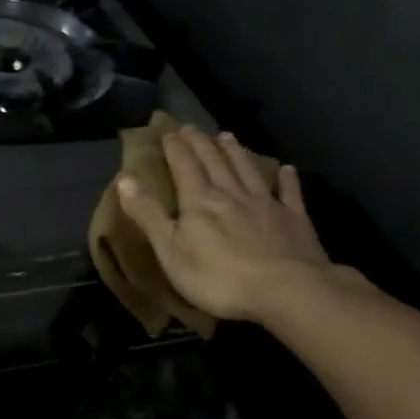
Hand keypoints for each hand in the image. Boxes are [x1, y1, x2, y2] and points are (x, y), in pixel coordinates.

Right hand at [118, 126, 341, 324]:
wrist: (287, 291)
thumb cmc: (220, 278)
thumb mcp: (171, 251)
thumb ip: (149, 215)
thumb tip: (124, 179)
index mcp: (200, 201)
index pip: (184, 166)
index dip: (175, 148)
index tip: (168, 131)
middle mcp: (232, 194)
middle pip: (214, 162)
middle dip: (200, 143)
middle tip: (191, 127)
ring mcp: (266, 204)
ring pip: (247, 170)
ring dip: (235, 152)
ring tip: (226, 135)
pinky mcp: (295, 220)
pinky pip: (289, 194)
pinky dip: (287, 180)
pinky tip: (287, 170)